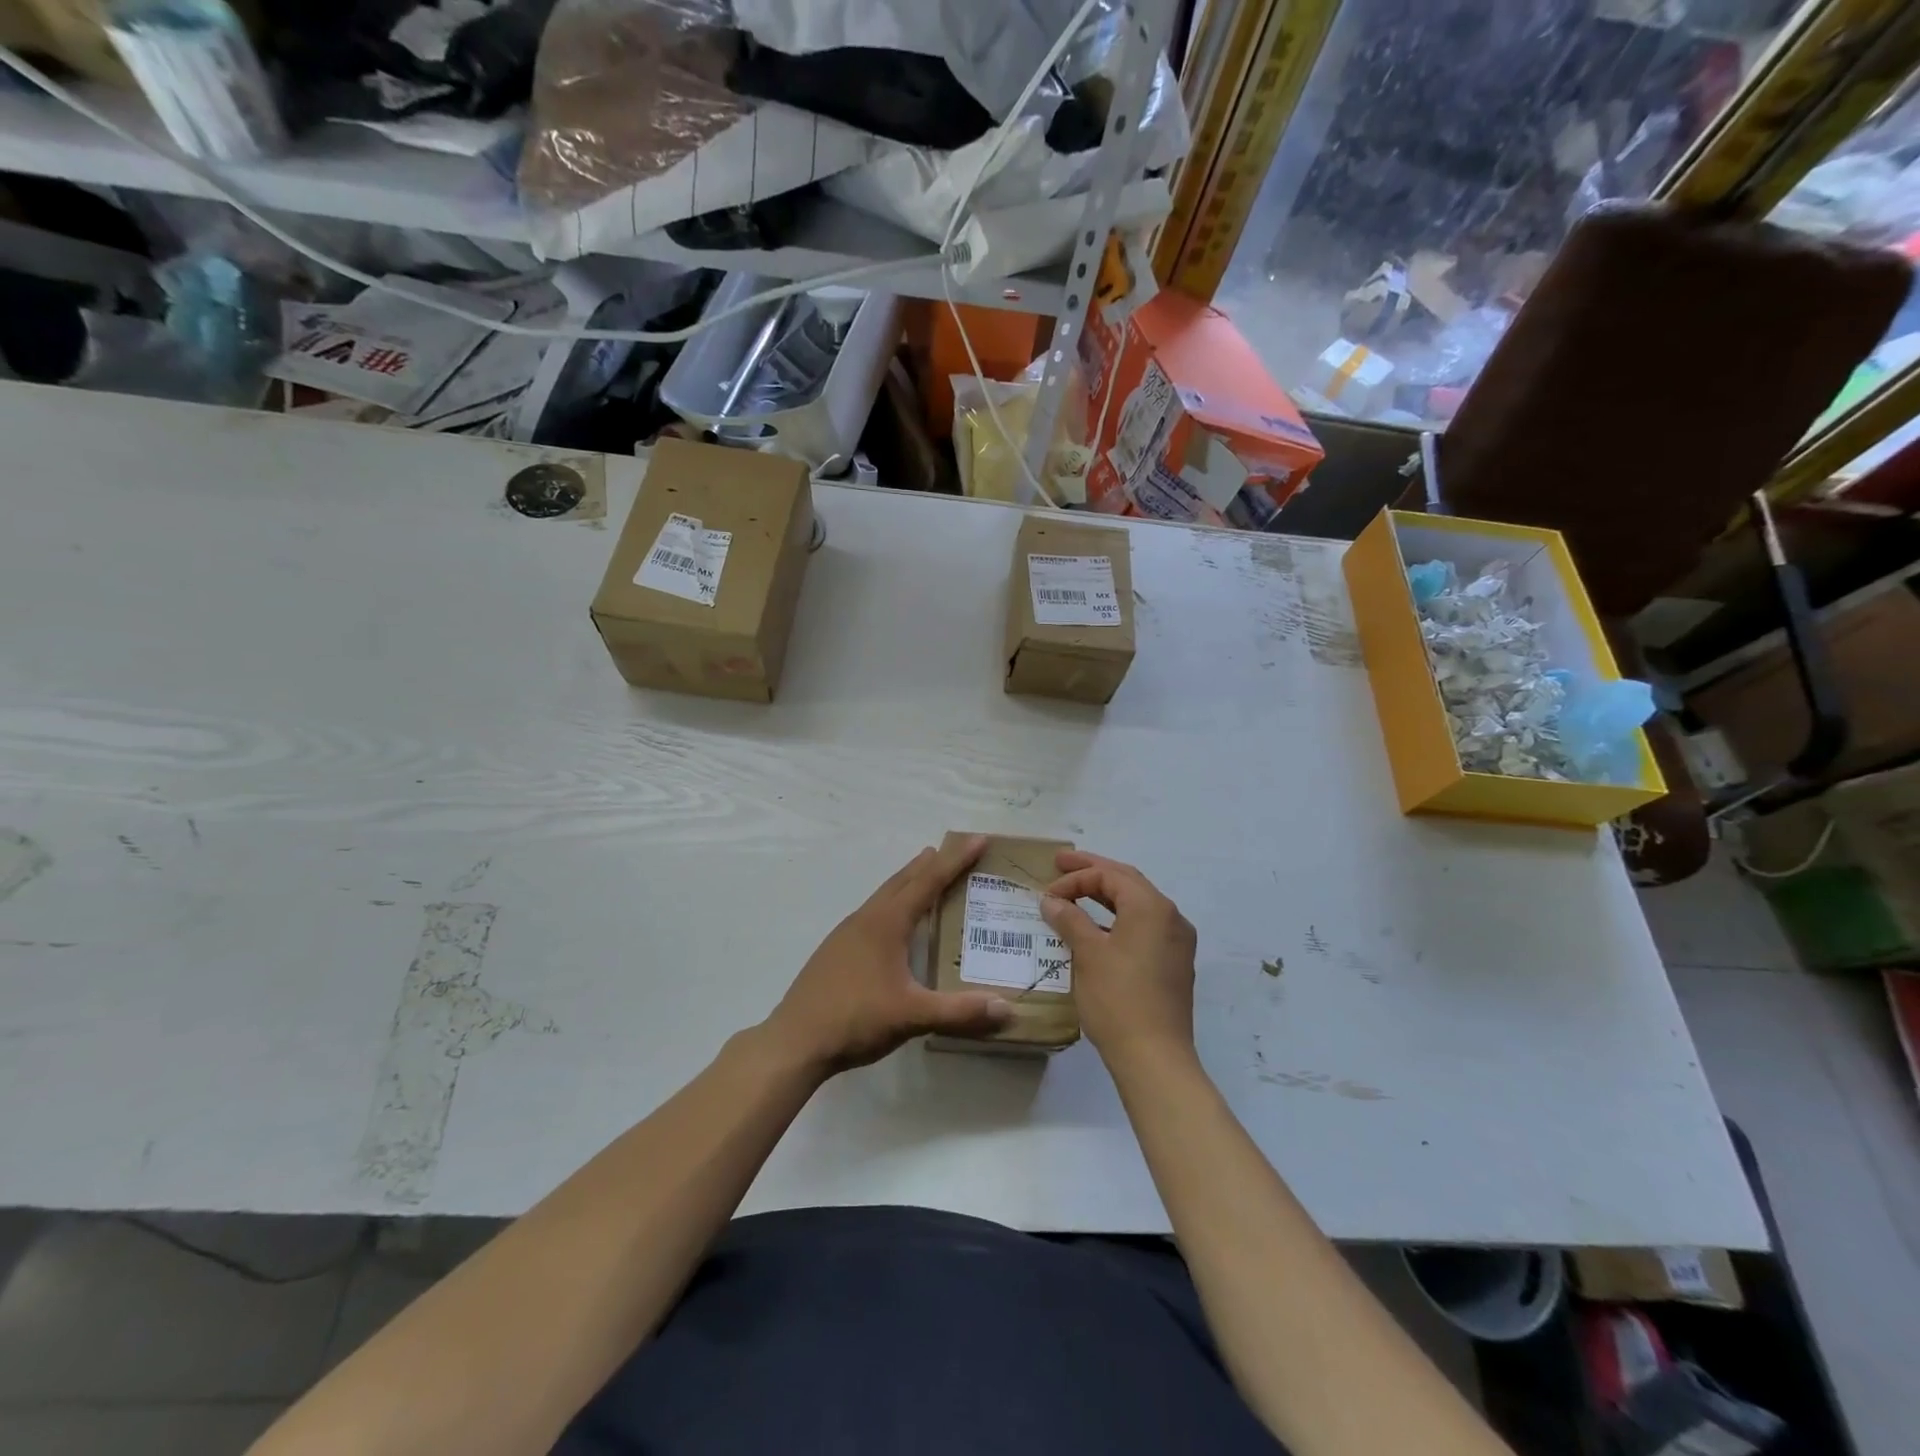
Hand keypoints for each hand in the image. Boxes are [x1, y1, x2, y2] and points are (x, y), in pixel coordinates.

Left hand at [765, 836, 1013, 1072]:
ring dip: (908, 882)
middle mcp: (866, 919)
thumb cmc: (855, 1018)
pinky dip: (893, 904)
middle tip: (953, 849)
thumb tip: (1007, 1009)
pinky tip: (894, 925)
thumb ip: (959, 1012)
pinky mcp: (835, 951)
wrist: (795, 1042)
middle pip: (903, 881)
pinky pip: (873, 913)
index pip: (928, 882)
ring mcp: (846, 934)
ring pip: (884, 896)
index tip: (977, 839)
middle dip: (930, 864)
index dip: (955, 861)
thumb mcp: (912, 1016)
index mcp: (886, 923)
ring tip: (925, 874)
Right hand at [1040, 851, 1196, 1070]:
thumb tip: (1051, 900)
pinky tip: (1097, 929)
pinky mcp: (1174, 964)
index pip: (1110, 876)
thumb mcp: (1087, 954)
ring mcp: (1176, 942)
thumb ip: (1069, 919)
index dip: (1075, 878)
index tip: (1047, 894)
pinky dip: (1118, 919)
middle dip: (1093, 872)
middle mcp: (1171, 917)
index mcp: (1152, 907)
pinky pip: (1144, 926)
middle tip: (1061, 865)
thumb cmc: (1118, 999)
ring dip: (1106, 896)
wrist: (1155, 1057)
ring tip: (1076, 893)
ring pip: (1137, 904)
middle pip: (1127, 882)